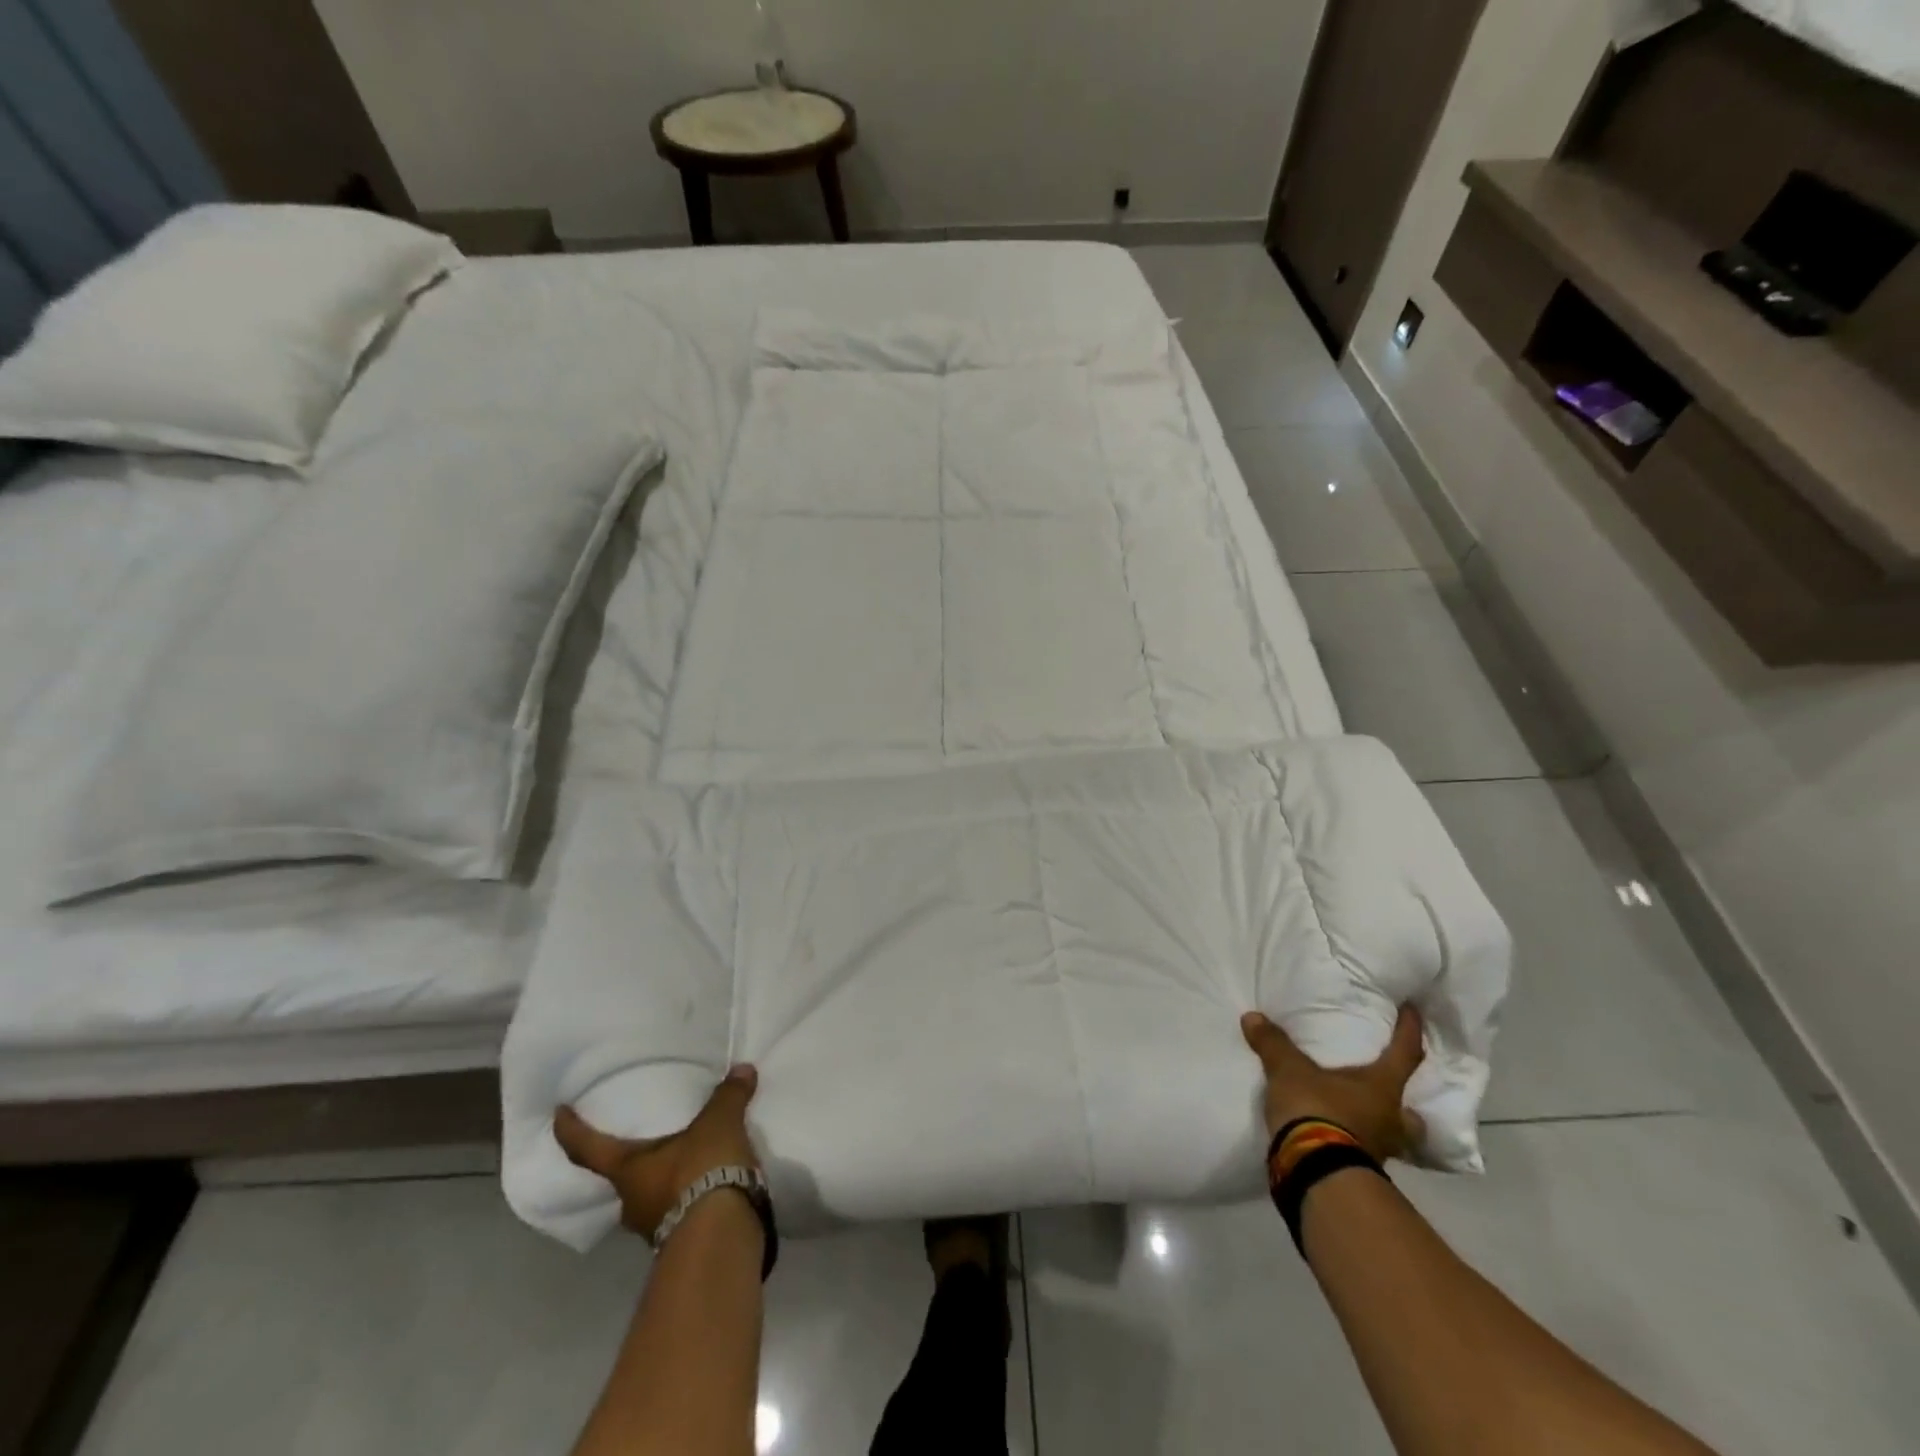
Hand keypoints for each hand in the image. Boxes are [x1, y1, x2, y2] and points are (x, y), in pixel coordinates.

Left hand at [554, 1065, 760, 1239]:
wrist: (723, 1237)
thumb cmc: (703, 1171)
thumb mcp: (719, 1124)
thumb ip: (728, 1096)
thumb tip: (743, 1070)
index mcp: (628, 1171)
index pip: (588, 1149)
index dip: (571, 1130)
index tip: (559, 1114)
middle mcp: (632, 1202)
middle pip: (624, 1176)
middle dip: (635, 1159)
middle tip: (650, 1136)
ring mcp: (655, 1227)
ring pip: (653, 1197)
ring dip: (667, 1179)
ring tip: (690, 1156)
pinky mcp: (683, 1241)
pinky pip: (681, 1210)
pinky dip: (692, 1195)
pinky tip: (713, 1182)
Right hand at [1241, 1007, 1425, 1163]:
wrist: (1315, 1171)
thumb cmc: (1316, 1110)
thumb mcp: (1289, 1071)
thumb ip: (1274, 1044)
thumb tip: (1252, 1017)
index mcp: (1382, 1088)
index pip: (1405, 1053)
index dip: (1410, 1031)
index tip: (1414, 1011)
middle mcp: (1390, 1120)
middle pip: (1413, 1114)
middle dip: (1408, 1106)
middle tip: (1392, 1094)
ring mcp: (1380, 1151)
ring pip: (1394, 1139)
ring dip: (1383, 1129)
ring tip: (1364, 1119)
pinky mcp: (1361, 1172)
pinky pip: (1366, 1153)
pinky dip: (1357, 1144)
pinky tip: (1341, 1138)